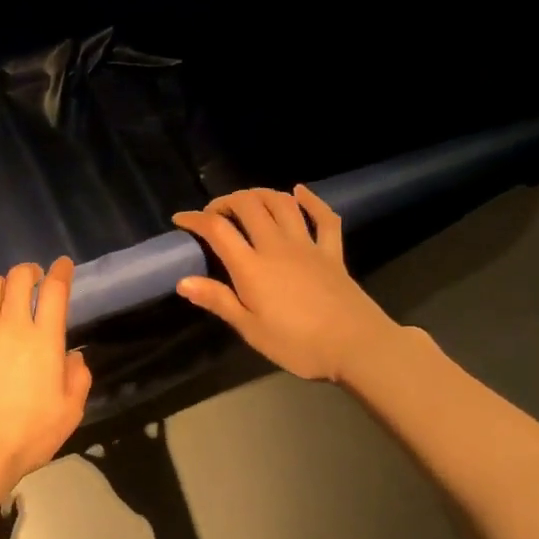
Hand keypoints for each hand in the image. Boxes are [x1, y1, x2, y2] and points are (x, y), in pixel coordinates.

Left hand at [0, 258, 92, 504]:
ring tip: (2, 294)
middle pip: (19, 278)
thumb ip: (78, 378)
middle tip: (31, 280)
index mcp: (45, 340)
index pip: (55, 290)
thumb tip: (73, 356)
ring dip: (0, 284)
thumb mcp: (69, 412)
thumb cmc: (29, 435)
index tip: (61, 266)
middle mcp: (12, 325)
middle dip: (29, 272)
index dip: (60, 272)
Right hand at [172, 186, 400, 381]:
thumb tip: (183, 281)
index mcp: (251, 267)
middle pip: (248, 206)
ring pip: (282, 204)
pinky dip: (311, 200)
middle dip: (226, 201)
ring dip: (261, 194)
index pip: (217, 230)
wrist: (357, 346)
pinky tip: (300, 191)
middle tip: (214, 213)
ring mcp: (308, 246)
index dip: (195, 219)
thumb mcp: (250, 329)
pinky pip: (324, 218)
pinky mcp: (332, 252)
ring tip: (247, 201)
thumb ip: (217, 300)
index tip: (180, 220)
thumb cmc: (297, 344)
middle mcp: (276, 246)